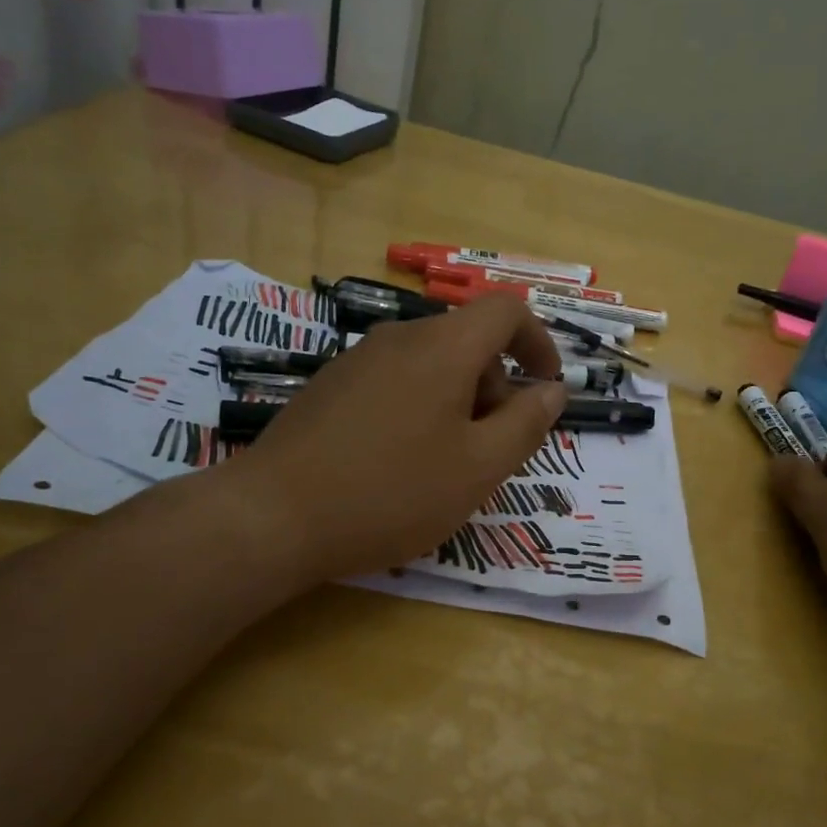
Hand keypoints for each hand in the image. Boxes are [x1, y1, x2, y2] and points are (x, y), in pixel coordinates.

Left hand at [221, 294, 566, 582]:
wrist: (274, 516)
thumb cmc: (392, 492)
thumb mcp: (478, 468)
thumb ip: (526, 425)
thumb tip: (552, 391)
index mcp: (443, 348)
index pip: (505, 310)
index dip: (538, 341)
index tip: (546, 387)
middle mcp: (399, 338)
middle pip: (467, 340)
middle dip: (497, 385)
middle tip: (493, 446)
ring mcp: (357, 360)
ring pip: (430, 363)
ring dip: (458, 400)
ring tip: (447, 462)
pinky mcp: (330, 386)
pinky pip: (395, 381)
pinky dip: (420, 406)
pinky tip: (399, 461)